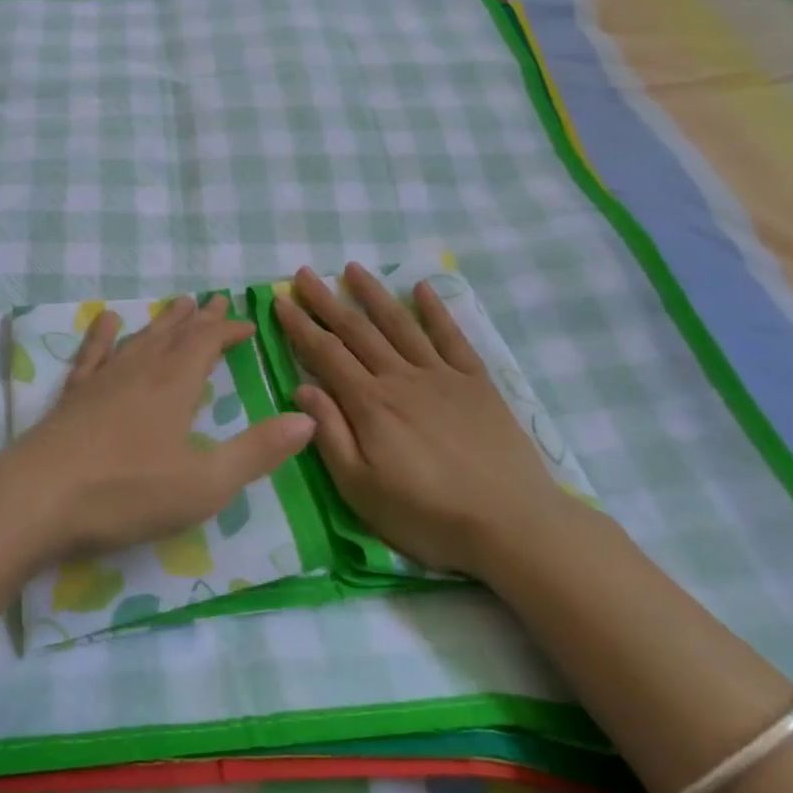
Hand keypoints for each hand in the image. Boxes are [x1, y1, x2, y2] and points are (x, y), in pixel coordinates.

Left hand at [0, 294, 316, 564]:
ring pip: (139, 339)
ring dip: (162, 322)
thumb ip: (257, 452)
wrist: (37, 498)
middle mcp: (140, 371)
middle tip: (214, 300)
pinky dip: (102, 335)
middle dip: (198, 319)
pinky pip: (92, 354)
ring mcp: (101, 380)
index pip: (206, 343)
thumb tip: (307, 419)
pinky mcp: (72, 396)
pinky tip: (105, 321)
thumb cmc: (126, 493)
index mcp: (174, 386)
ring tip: (176, 304)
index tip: (247, 323)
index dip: (227, 330)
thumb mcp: (204, 482)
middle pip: (174, 334)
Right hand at [274, 263, 570, 576]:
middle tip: (304, 273)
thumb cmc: (428, 516)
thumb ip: (331, 435)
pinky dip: (435, 310)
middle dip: (326, 300)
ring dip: (373, 294)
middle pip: (356, 330)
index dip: (300, 326)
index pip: (325, 354)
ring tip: (352, 268)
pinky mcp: (476, 382)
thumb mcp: (362, 489)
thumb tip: (303, 388)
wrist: (512, 524)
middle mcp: (401, 378)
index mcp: (370, 404)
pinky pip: (451, 337)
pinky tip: (421, 288)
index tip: (280, 300)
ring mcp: (441, 375)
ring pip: (399, 324)